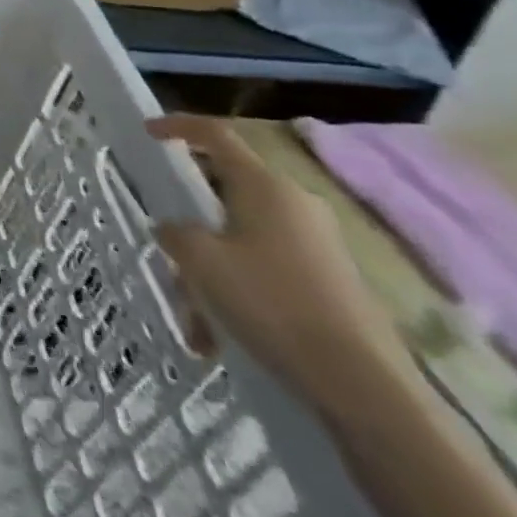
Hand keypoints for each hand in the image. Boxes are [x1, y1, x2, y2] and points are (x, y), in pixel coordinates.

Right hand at [147, 114, 407, 402]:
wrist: (367, 390)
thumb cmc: (272, 304)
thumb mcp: (201, 262)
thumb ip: (176, 233)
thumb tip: (174, 229)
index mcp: (265, 185)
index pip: (216, 134)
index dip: (178, 126)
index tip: (148, 132)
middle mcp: (296, 204)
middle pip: (226, 192)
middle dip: (190, 223)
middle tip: (166, 247)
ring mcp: (320, 245)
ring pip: (242, 239)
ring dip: (211, 270)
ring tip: (194, 318)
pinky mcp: (333, 283)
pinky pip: (268, 270)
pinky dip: (238, 291)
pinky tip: (224, 337)